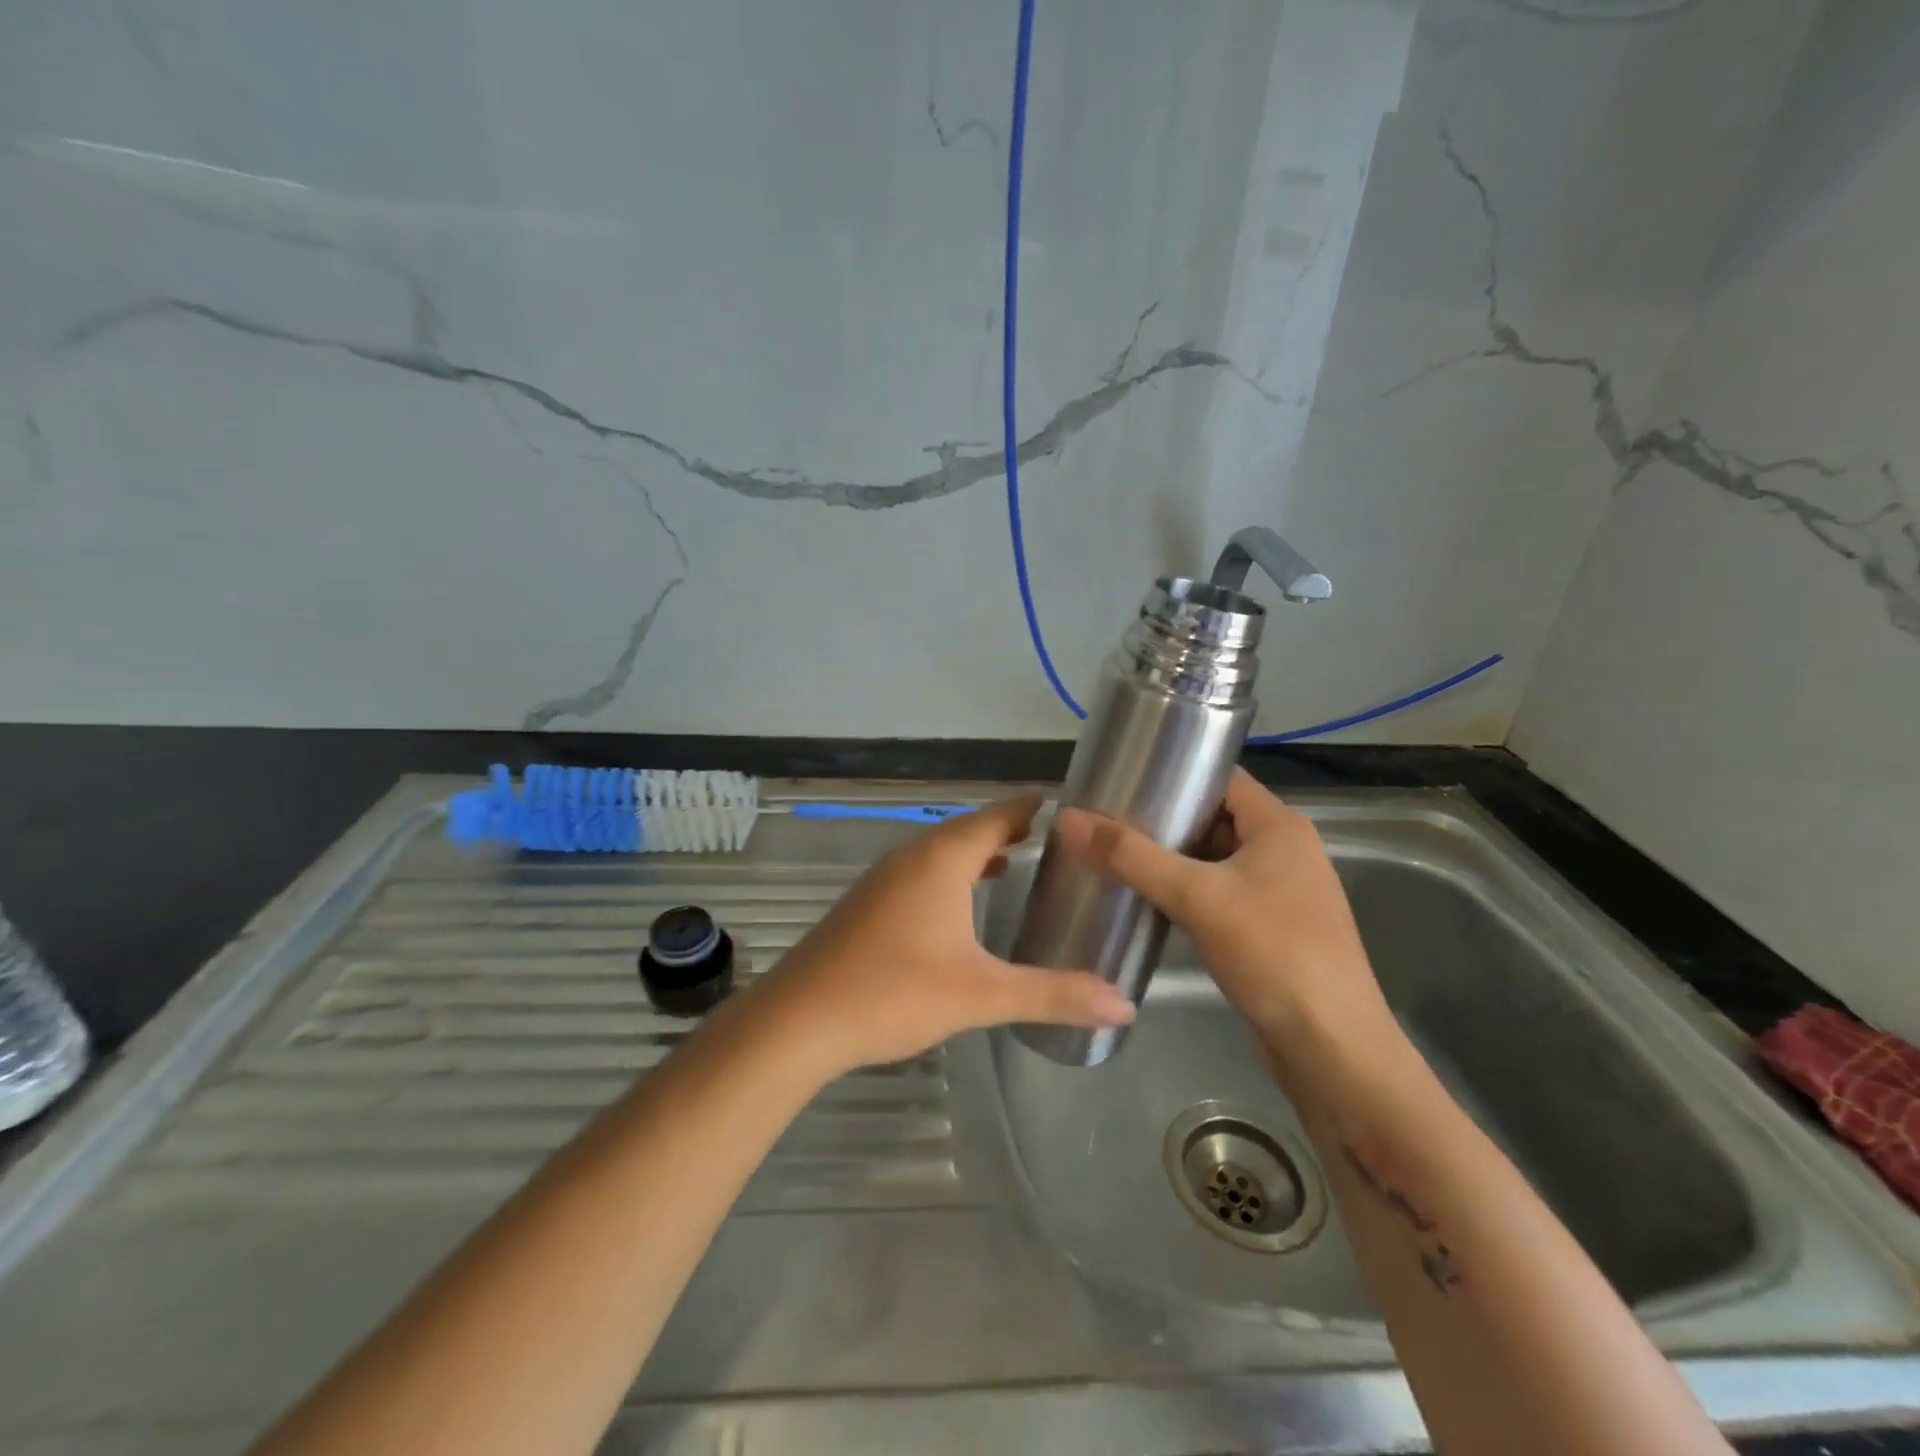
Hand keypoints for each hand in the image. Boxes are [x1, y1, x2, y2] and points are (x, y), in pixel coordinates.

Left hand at [755, 795, 1135, 1079]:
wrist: (799, 1020)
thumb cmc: (895, 993)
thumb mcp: (982, 994)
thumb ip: (1053, 994)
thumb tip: (1124, 1005)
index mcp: (941, 860)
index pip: (996, 816)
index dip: (1029, 807)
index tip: (1063, 802)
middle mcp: (911, 857)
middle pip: (967, 830)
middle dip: (1006, 829)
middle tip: (1050, 838)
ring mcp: (882, 879)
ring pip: (939, 852)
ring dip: (975, 853)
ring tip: (1011, 863)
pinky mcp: (865, 904)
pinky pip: (918, 873)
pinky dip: (948, 875)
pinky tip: (956, 907)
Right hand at [1052, 770, 1393, 1053]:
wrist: (1332, 1049)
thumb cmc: (1273, 955)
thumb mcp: (1197, 897)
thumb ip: (1131, 857)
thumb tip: (1068, 819)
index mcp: (1280, 826)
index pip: (1220, 779)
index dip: (1174, 775)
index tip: (1122, 781)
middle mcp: (1285, 850)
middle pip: (1214, 819)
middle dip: (1163, 821)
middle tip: (1107, 822)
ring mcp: (1280, 892)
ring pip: (1214, 860)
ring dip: (1171, 860)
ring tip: (1116, 857)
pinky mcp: (1271, 928)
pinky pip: (1219, 894)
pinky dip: (1186, 893)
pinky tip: (1147, 901)